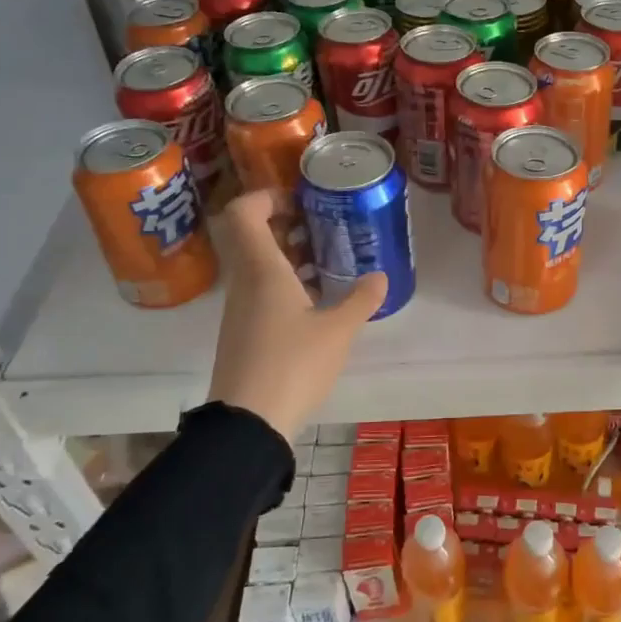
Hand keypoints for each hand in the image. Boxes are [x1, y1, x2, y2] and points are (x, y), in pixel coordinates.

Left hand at [205, 188, 386, 441]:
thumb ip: (360, 299)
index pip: (244, 213)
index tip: (301, 201)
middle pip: (253, 237)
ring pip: (258, 266)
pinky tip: (316, 302)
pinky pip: (261, 292)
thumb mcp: (338, 331)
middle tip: (324, 229)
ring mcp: (240, 310)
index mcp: (262, 270)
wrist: (248, 424)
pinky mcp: (243, 333)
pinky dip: (285, 284)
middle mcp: (244, 283)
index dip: (267, 197)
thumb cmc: (293, 364)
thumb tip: (380, 276)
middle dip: (287, 226)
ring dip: (289, 257)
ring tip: (328, 263)